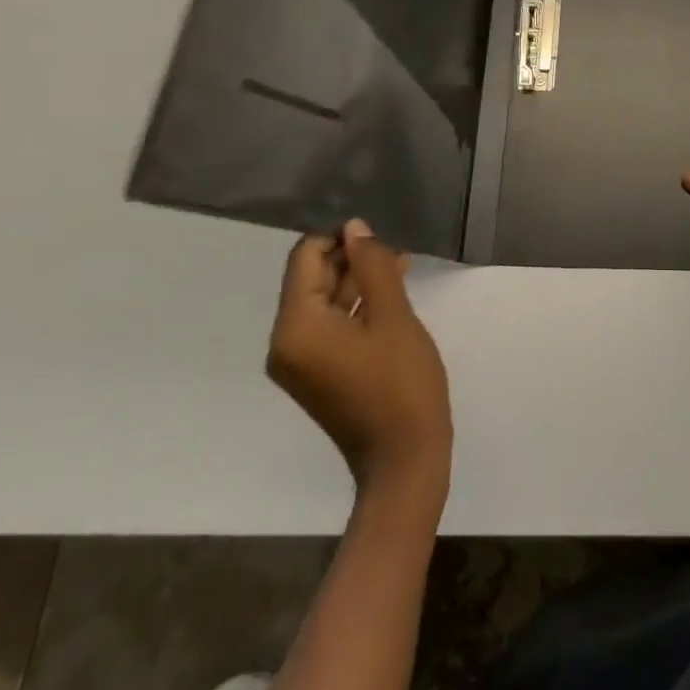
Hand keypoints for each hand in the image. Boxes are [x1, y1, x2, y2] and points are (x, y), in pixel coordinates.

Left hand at [267, 219, 452, 505]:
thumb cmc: (400, 383)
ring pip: (324, 301)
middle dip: (352, 258)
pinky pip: (330, 325)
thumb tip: (355, 229)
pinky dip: (357, 306)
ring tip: (400, 264)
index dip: (339, 237)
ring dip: (358, 280)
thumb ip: (372, 266)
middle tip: (396, 250)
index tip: (379, 235)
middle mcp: (286, 342)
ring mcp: (300, 361)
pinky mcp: (317, 373)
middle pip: (312, 279)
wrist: (404, 460)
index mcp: (296, 327)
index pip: (305, 258)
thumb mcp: (393, 316)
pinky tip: (392, 291)